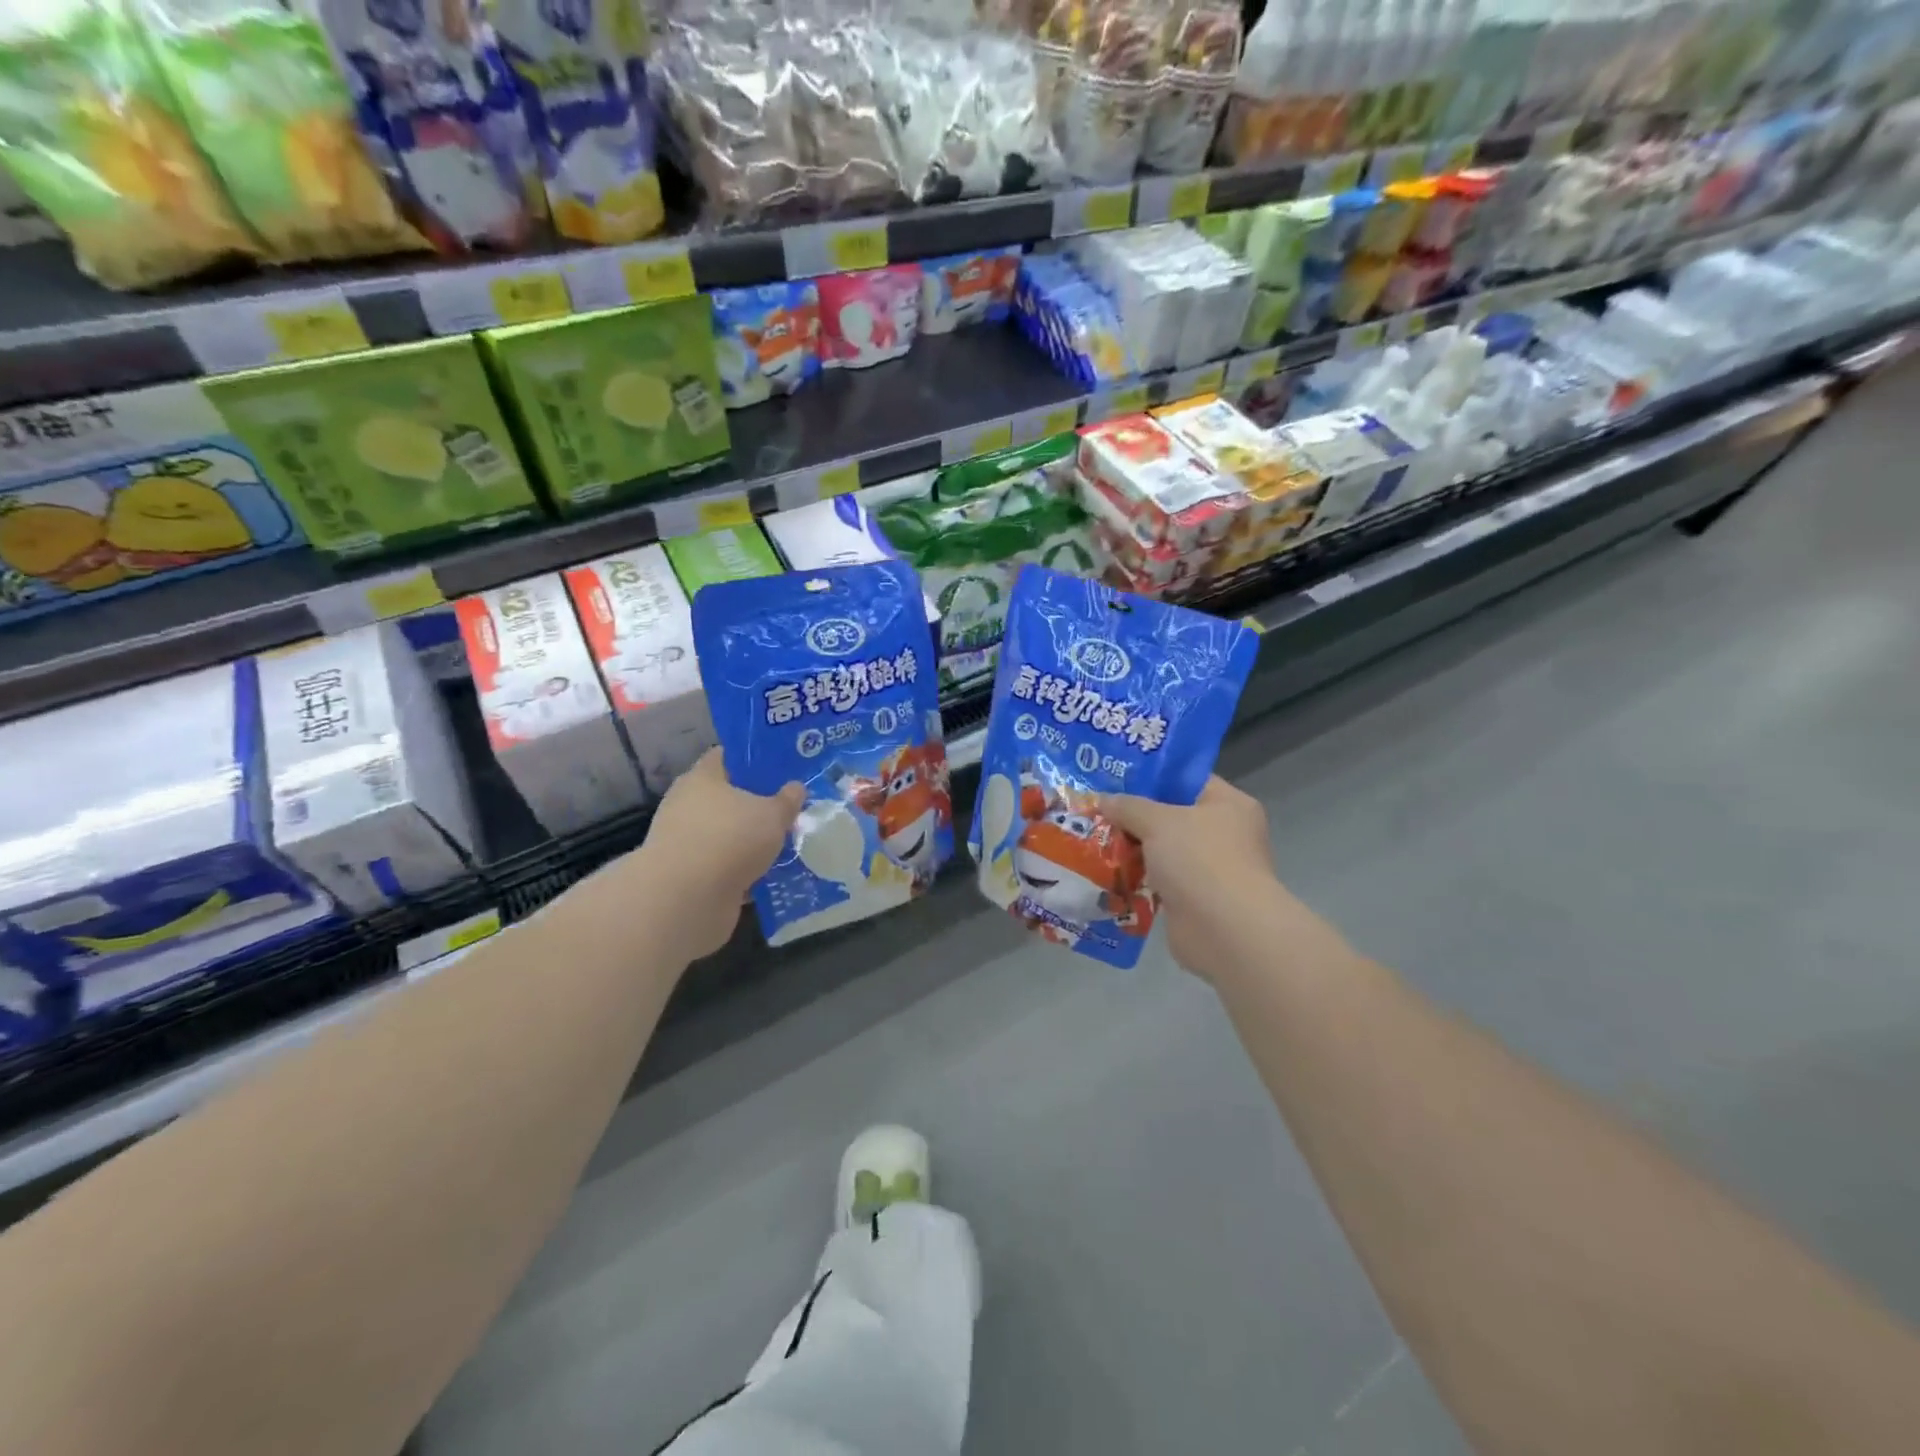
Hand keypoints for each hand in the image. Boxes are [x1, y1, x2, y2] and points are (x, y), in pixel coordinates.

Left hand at [630, 750, 803, 960]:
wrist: (685, 899)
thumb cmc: (730, 839)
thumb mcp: (772, 815)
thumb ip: (787, 801)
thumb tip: (795, 788)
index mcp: (703, 777)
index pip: (727, 756)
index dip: (753, 759)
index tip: (781, 767)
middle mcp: (688, 804)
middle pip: (727, 797)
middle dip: (755, 805)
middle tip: (788, 809)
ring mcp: (685, 841)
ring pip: (725, 834)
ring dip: (749, 841)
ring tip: (784, 844)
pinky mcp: (688, 875)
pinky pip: (722, 865)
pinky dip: (741, 870)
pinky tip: (768, 875)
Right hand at [1100, 776, 1297, 980]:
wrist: (1224, 931)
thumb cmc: (1199, 860)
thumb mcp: (1157, 821)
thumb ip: (1128, 806)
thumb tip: (1102, 799)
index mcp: (1228, 804)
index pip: (1187, 780)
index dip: (1151, 776)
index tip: (1114, 776)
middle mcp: (1224, 833)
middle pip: (1171, 816)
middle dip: (1134, 815)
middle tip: (1096, 808)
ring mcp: (1209, 869)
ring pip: (1162, 850)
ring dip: (1132, 849)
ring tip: (1091, 838)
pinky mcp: (1193, 899)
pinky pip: (1158, 880)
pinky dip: (1136, 878)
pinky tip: (1105, 872)